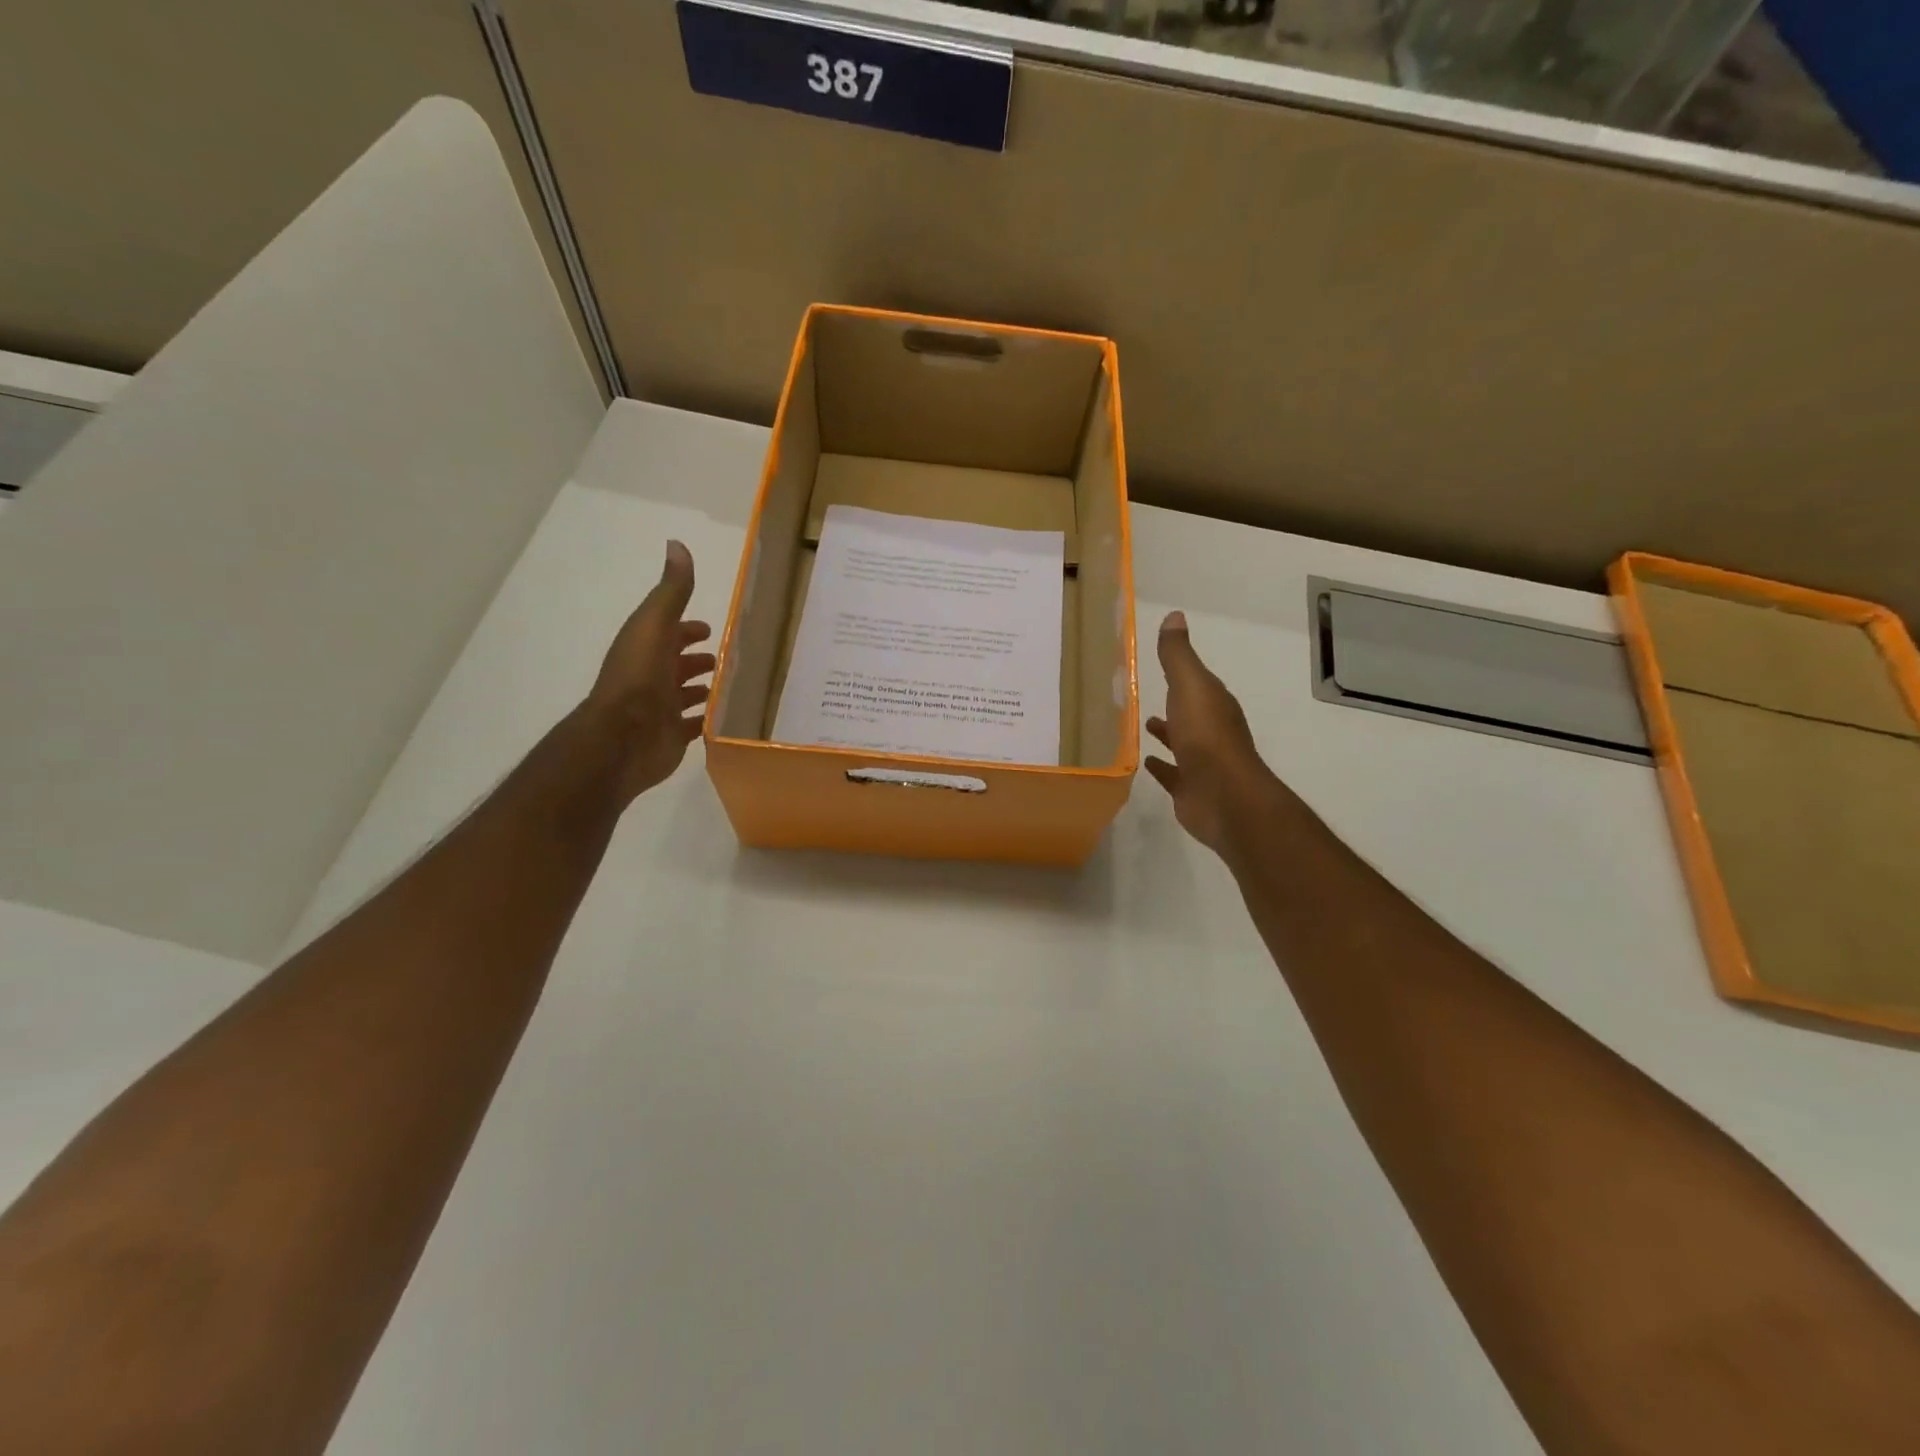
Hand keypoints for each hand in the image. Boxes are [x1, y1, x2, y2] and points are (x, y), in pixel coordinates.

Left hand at [583, 540, 714, 803]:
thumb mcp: (655, 624)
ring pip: (685, 695)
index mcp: (647, 647)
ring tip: (730, 688)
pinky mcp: (672, 736)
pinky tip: (725, 719)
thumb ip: (671, 590)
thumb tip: (676, 544)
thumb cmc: (639, 677)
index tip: (710, 628)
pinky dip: (707, 721)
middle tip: (725, 659)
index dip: (688, 628)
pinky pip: (694, 726)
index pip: (671, 632)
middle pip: (678, 663)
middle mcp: (653, 676)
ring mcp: (662, 708)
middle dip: (696, 659)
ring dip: (702, 689)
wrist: (623, 737)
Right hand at [1144, 610, 1281, 857]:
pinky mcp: (1191, 789)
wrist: (1223, 795)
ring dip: (1168, 734)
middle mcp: (1212, 732)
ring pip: (1182, 743)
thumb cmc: (1206, 736)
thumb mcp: (1190, 686)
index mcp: (1214, 705)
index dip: (1184, 676)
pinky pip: (1173, 774)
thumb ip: (1178, 655)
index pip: (1199, 685)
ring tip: (1145, 725)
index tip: (1163, 666)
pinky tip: (1145, 763)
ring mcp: (1202, 763)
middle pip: (1191, 714)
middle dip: (1175, 706)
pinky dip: (1161, 767)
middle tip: (1148, 698)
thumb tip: (1175, 616)